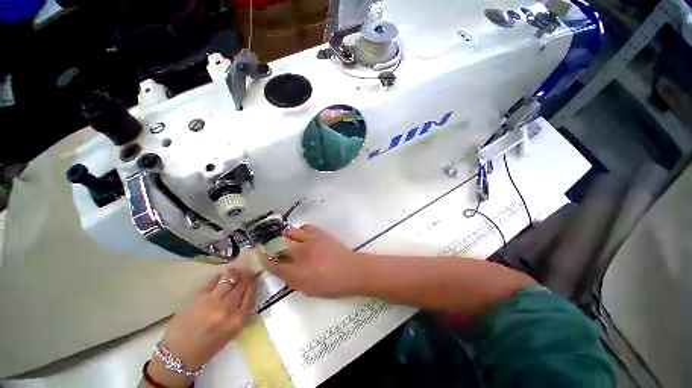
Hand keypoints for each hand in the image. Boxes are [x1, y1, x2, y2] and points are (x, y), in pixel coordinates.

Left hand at [145, 267, 255, 387]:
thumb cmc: (208, 346)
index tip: (254, 278)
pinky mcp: (199, 296)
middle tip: (246, 271)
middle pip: (241, 284)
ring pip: (229, 279)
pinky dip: (219, 277)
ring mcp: (212, 300)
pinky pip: (213, 281)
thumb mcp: (231, 332)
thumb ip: (240, 312)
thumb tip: (245, 294)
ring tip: (235, 271)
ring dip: (234, 273)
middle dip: (246, 276)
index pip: (250, 294)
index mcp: (238, 319)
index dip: (253, 283)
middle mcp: (228, 308)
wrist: (179, 353)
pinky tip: (220, 277)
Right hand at [264, 224, 364, 297]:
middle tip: (276, 250)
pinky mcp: (320, 234)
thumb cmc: (332, 285)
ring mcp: (310, 241)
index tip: (263, 259)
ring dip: (286, 237)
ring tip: (285, 238)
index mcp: (297, 272)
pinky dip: (301, 229)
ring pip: (291, 234)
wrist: (351, 270)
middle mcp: (301, 255)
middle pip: (282, 249)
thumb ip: (294, 281)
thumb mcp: (310, 290)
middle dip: (276, 250)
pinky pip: (306, 227)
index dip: (267, 263)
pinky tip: (301, 233)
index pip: (276, 267)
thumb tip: (284, 273)